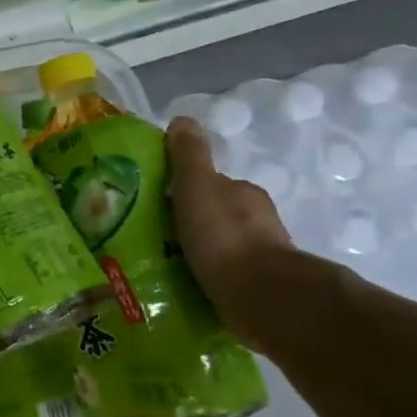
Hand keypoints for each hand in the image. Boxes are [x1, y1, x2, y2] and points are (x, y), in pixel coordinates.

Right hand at [165, 115, 298, 348]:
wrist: (262, 296)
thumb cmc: (224, 235)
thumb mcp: (197, 186)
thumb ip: (189, 155)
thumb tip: (182, 119)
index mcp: (243, 193)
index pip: (211, 185)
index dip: (185, 190)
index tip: (157, 204)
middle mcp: (257, 221)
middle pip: (217, 215)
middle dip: (190, 222)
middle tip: (154, 235)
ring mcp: (261, 256)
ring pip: (221, 247)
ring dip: (199, 251)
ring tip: (164, 263)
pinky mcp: (258, 289)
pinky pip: (225, 276)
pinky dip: (207, 277)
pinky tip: (186, 286)